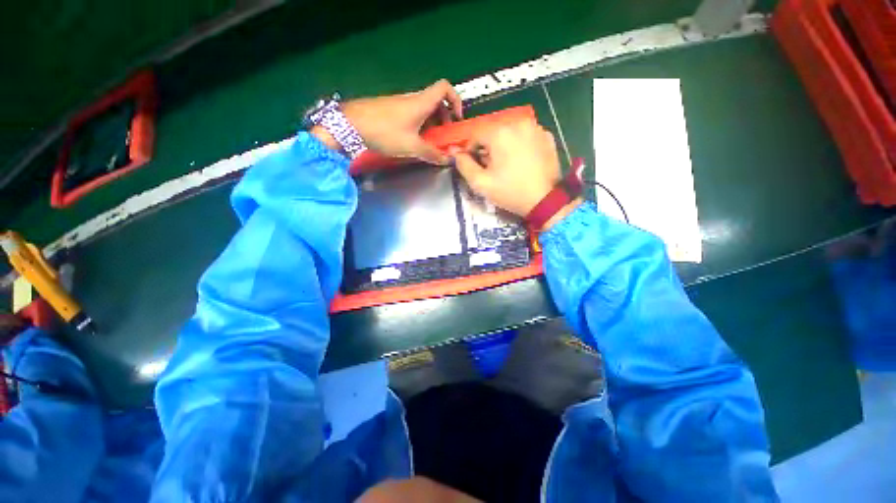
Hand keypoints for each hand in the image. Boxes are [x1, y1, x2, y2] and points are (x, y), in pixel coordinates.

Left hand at [326, 79, 462, 164]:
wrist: (351, 124)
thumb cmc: (386, 132)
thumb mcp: (412, 146)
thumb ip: (432, 154)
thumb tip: (447, 160)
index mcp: (422, 102)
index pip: (445, 87)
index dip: (455, 100)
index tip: (457, 119)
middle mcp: (413, 98)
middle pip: (436, 101)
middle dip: (445, 117)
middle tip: (444, 136)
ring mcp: (401, 103)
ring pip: (424, 108)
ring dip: (432, 123)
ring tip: (430, 142)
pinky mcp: (392, 109)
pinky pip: (412, 113)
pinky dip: (420, 124)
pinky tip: (414, 140)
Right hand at [452, 119, 579, 227]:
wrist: (545, 200)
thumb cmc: (510, 192)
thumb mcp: (481, 183)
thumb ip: (464, 165)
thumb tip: (456, 152)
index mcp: (499, 133)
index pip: (476, 135)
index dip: (470, 150)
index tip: (473, 164)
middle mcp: (517, 123)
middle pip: (494, 133)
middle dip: (488, 148)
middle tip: (490, 167)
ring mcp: (535, 128)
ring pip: (510, 133)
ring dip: (504, 145)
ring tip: (507, 165)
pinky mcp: (547, 136)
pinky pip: (526, 136)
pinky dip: (520, 145)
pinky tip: (522, 161)